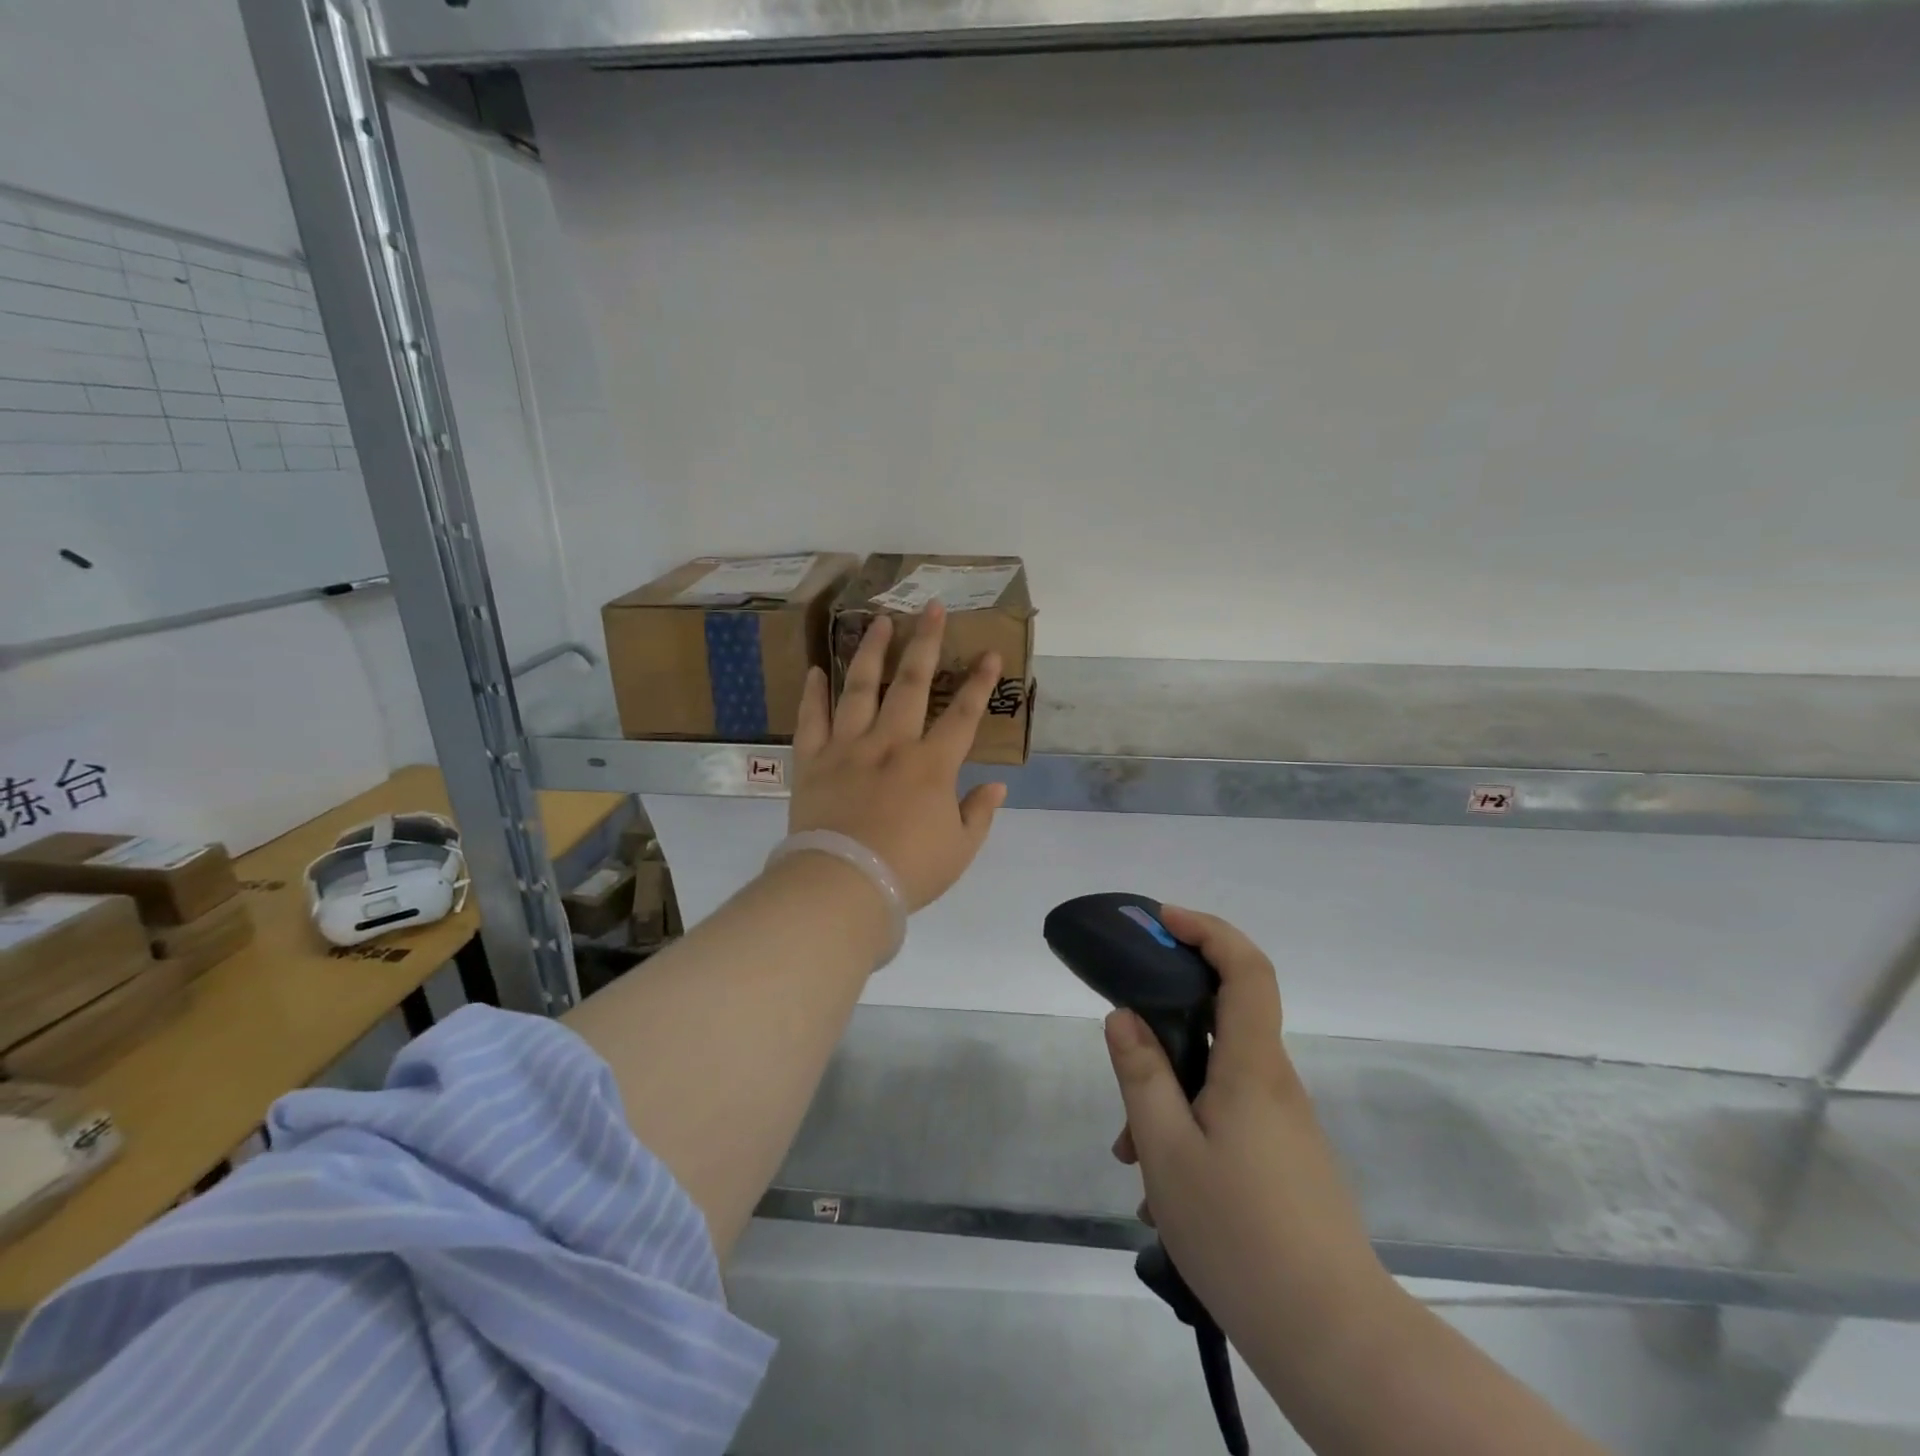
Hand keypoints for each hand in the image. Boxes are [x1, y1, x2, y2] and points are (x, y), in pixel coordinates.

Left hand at [788, 604, 1006, 910]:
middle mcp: (891, 743)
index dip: (980, 682)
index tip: (990, 652)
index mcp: (932, 765)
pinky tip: (816, 670)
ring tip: (878, 620)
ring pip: (860, 688)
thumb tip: (996, 786)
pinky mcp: (813, 761)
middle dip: (926, 642)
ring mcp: (848, 747)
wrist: (844, 885)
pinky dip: (812, 694)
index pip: (964, 714)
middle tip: (932, 607)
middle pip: (912, 684)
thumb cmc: (909, 871)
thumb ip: (978, 814)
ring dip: (871, 651)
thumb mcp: (959, 849)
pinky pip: (811, 720)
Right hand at [1105, 907, 1390, 1366]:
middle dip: (1165, 1027)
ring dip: (1170, 1095)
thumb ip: (1142, 1074)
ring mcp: (1284, 1122)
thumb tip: (1124, 1015)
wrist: (1333, 1338)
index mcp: (1252, 1065)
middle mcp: (1274, 1081)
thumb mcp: (1167, 1150)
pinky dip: (1189, 1126)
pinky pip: (1228, 1113)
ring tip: (1133, 1156)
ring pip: (1217, 1075)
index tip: (1162, 921)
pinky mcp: (1285, 1156)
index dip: (1207, 930)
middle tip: (1123, 1060)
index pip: (1246, 968)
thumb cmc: (1241, 1234)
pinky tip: (1163, 1187)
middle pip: (1221, 1019)